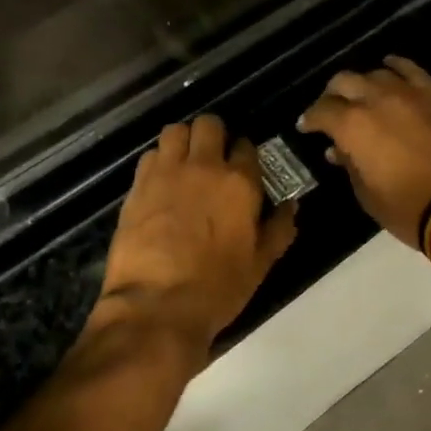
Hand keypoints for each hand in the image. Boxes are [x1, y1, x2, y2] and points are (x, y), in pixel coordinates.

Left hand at [96, 115, 298, 360]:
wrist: (156, 305)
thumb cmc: (217, 288)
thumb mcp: (260, 265)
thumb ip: (278, 229)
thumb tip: (292, 206)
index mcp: (239, 183)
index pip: (246, 146)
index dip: (245, 155)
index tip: (242, 169)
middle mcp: (204, 167)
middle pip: (209, 124)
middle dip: (214, 135)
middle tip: (213, 158)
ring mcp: (167, 172)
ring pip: (175, 131)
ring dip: (183, 141)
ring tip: (185, 163)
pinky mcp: (138, 185)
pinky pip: (150, 155)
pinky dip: (158, 160)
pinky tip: (161, 181)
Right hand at [297, 57, 430, 246]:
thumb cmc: (408, 208)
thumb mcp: (367, 194)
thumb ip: (350, 165)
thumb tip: (339, 151)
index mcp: (354, 126)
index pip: (322, 111)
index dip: (310, 119)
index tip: (306, 127)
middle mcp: (377, 100)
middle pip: (344, 81)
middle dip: (332, 95)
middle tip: (331, 111)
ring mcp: (409, 94)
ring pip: (376, 74)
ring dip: (363, 84)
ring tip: (361, 96)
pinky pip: (411, 71)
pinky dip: (397, 66)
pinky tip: (390, 67)